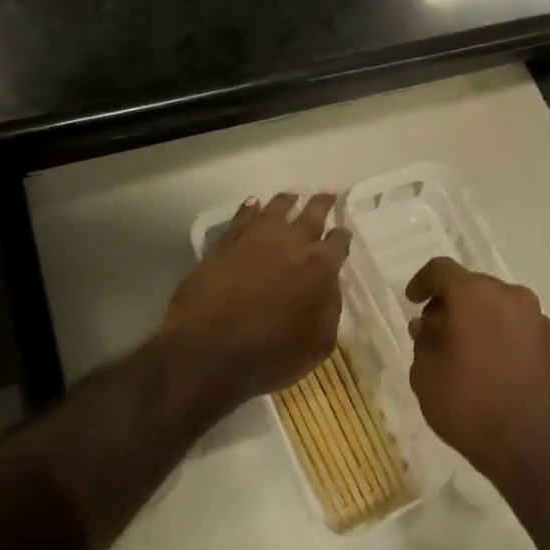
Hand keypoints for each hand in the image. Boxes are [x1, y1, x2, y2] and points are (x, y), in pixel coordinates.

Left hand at [160, 192, 350, 422]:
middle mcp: (291, 245)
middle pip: (311, 215)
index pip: (338, 243)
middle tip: (327, 193)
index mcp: (320, 268)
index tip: (343, 233)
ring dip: (286, 201)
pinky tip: (252, 204)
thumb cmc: (270, 356)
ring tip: (291, 195)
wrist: (206, 354)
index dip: (342, 237)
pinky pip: (240, 219)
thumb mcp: (318, 343)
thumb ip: (330, 309)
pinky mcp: (224, 246)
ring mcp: (254, 241)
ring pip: (275, 210)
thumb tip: (330, 286)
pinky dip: (249, 209)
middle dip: (322, 204)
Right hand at [405, 258, 549, 490]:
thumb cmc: (470, 406)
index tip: (411, 300)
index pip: (442, 270)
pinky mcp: (549, 340)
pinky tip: (484, 360)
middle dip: (449, 301)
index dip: (422, 282)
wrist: (533, 446)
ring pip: (495, 303)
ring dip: (474, 316)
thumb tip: (428, 325)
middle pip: (471, 285)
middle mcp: (509, 295)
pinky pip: (513, 323)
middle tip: (431, 329)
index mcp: (475, 295)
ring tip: (457, 347)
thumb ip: (422, 341)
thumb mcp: (426, 375)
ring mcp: (534, 317)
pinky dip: (495, 330)